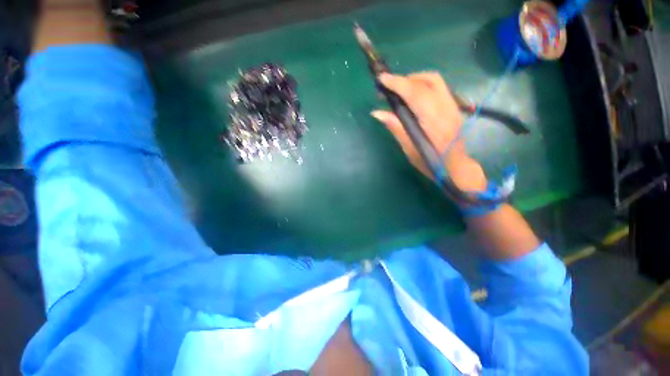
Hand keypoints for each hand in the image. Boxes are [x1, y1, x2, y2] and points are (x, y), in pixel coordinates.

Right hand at [371, 72, 486, 191]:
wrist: (456, 167)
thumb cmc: (430, 163)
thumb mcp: (409, 149)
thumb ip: (396, 128)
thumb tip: (377, 113)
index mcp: (434, 123)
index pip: (416, 94)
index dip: (398, 84)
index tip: (382, 79)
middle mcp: (446, 109)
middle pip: (428, 80)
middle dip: (406, 79)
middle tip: (390, 88)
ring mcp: (453, 106)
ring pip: (435, 80)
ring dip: (415, 80)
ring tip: (400, 90)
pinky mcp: (453, 106)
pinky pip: (438, 87)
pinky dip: (423, 85)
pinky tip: (413, 96)